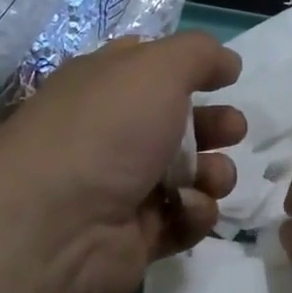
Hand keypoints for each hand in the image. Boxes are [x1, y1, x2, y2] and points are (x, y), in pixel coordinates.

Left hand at [0, 32, 244, 292]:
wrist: (59, 225)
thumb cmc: (107, 132)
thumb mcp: (155, 69)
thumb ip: (198, 55)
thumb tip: (228, 62)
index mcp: (106, 88)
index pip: (152, 70)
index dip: (192, 70)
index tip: (228, 77)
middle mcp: (114, 136)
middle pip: (180, 126)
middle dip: (216, 126)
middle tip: (233, 131)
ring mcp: (127, 190)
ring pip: (190, 177)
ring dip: (214, 173)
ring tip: (211, 178)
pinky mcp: (139, 237)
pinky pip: (184, 220)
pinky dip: (194, 213)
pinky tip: (186, 208)